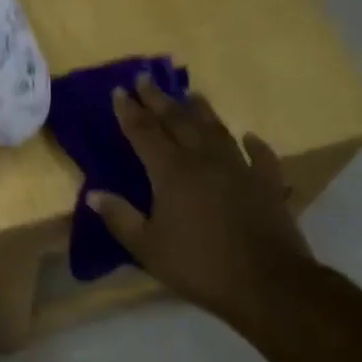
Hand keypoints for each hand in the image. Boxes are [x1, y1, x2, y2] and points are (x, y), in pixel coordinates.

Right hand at [88, 75, 316, 335]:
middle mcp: (204, 160)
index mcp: (171, 172)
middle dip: (159, 99)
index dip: (129, 111)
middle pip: (178, 121)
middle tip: (146, 78)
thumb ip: (119, 217)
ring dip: (201, 110)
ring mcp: (240, 169)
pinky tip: (248, 136)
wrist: (267, 283)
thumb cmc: (198, 265)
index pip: (144, 132)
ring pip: (216, 130)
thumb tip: (93, 194)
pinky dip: (253, 144)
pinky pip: (261, 156)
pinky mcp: (268, 184)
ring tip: (191, 94)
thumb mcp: (147, 247)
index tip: (119, 90)